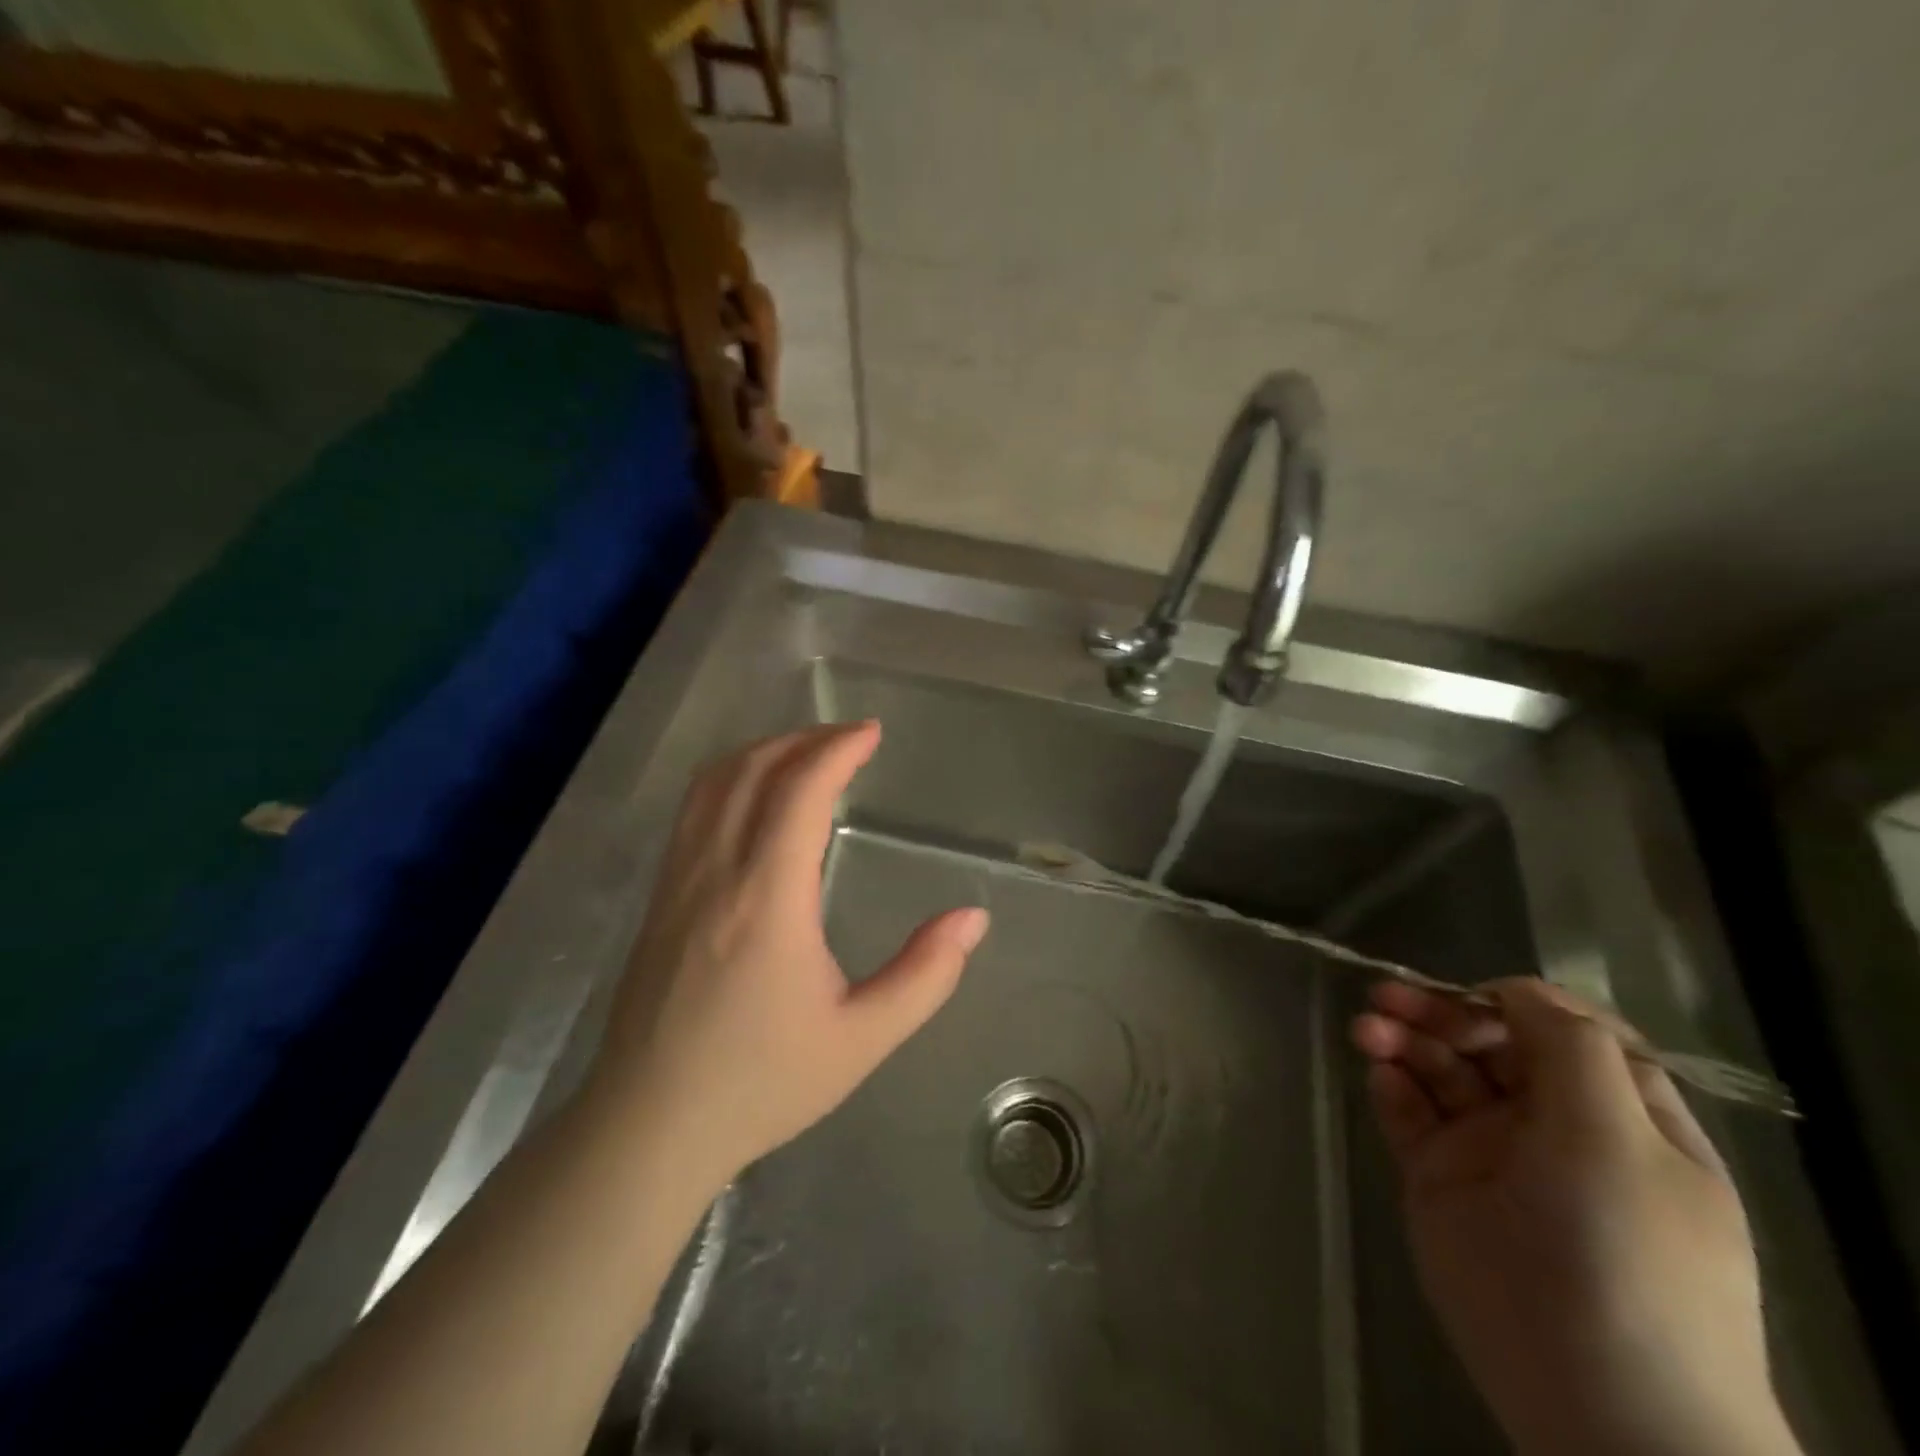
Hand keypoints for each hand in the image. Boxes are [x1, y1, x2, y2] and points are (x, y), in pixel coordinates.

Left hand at [586, 721, 987, 1187]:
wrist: (649, 1126)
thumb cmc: (762, 1083)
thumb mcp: (862, 1038)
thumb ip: (925, 975)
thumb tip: (973, 918)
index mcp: (767, 897)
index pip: (799, 790)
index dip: (837, 749)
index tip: (872, 733)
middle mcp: (716, 872)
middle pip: (753, 770)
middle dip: (804, 739)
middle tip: (849, 739)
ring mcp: (678, 881)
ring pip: (713, 783)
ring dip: (762, 752)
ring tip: (806, 753)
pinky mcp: (660, 898)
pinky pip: (693, 810)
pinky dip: (730, 778)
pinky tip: (754, 797)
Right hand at [1352, 978, 1801, 1455]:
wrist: (1594, 1395)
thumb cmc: (1625, 1252)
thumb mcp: (1618, 1137)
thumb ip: (1569, 1049)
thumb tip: (1515, 990)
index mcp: (1617, 1114)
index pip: (1563, 1032)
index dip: (1514, 1003)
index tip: (1471, 996)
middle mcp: (1553, 1125)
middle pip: (1489, 1043)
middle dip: (1440, 1013)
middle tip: (1388, 999)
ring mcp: (1491, 1152)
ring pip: (1438, 1070)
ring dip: (1403, 1039)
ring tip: (1367, 1029)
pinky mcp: (1439, 1178)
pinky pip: (1408, 1114)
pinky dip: (1391, 1085)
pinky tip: (1379, 1074)